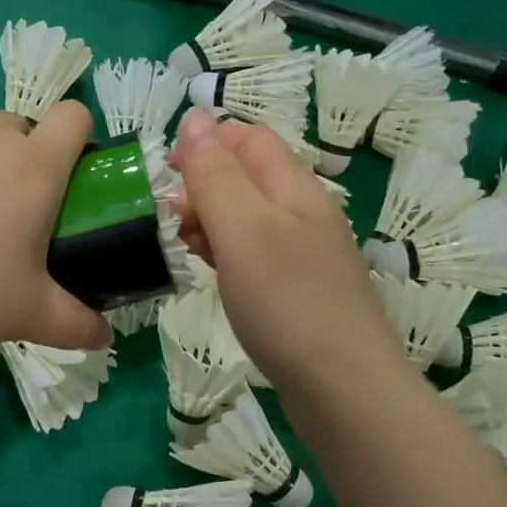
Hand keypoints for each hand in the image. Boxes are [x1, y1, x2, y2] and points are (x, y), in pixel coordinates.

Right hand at [171, 109, 404, 403]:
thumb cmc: (288, 303)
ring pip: (248, 218)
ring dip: (209, 222)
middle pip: (247, 177)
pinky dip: (225, 255)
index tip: (163, 173)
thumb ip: (216, 175)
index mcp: (295, 188)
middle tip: (167, 221)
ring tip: (179, 248)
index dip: (205, 142)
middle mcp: (304, 213)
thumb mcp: (244, 230)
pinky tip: (208, 274)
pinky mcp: (298, 292)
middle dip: (201, 185)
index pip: (249, 138)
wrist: (343, 389)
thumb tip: (194, 118)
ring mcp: (304, 255)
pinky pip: (254, 255)